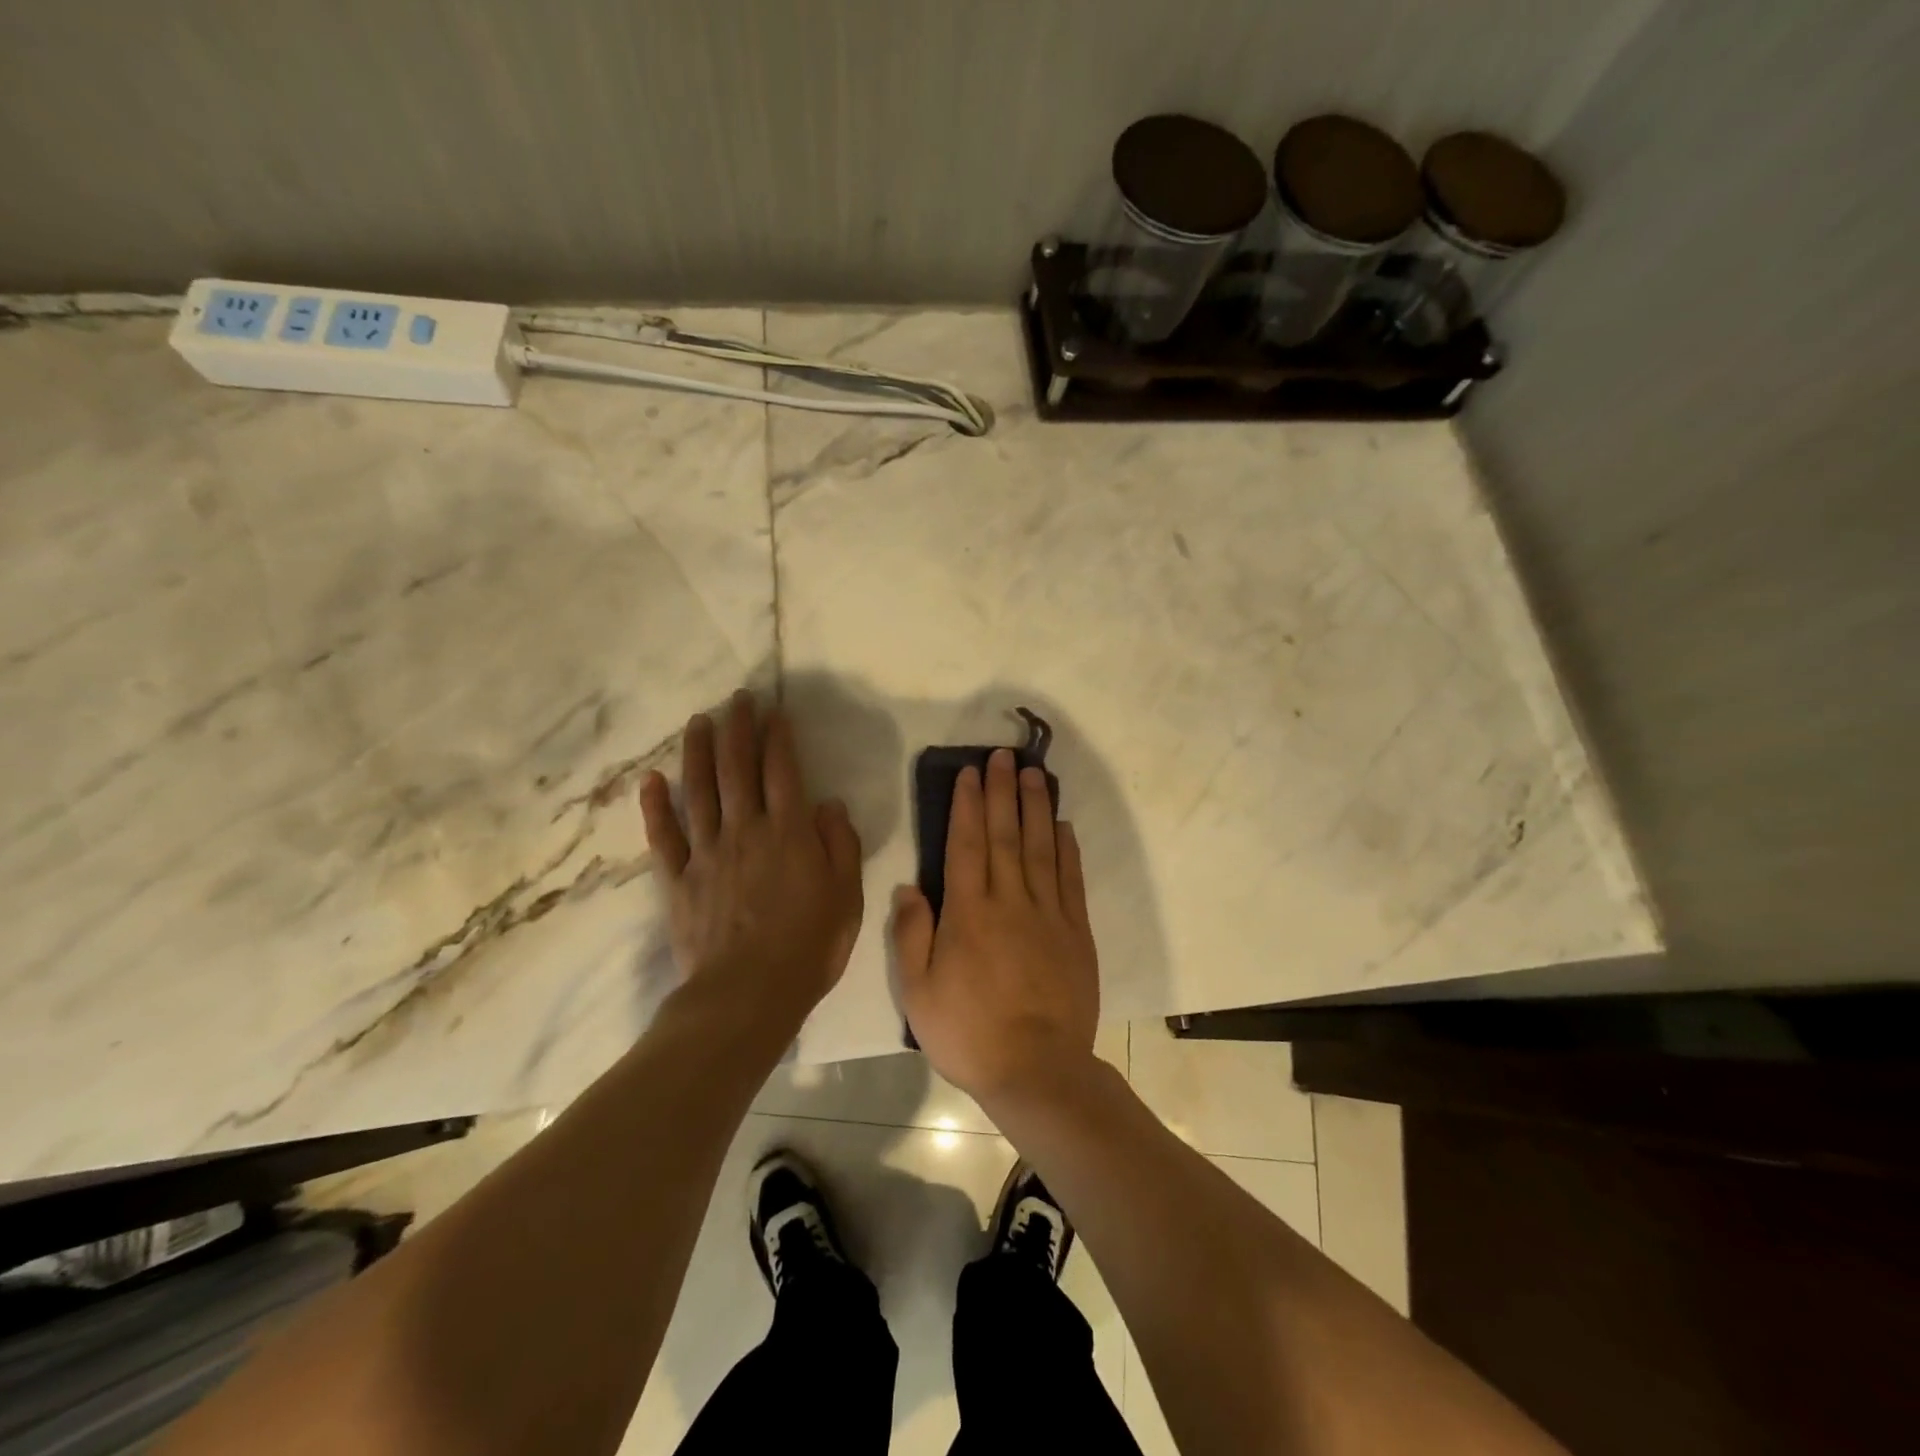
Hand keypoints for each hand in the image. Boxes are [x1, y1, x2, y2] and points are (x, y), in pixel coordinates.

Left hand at [639, 692, 862, 1024]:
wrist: (748, 994)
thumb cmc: (809, 947)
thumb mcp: (847, 896)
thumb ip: (840, 845)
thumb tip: (827, 805)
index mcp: (789, 833)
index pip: (782, 771)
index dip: (777, 737)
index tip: (774, 710)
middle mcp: (745, 830)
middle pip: (738, 769)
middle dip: (737, 729)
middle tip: (736, 699)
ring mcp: (707, 853)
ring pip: (699, 791)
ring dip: (698, 752)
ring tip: (698, 722)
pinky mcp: (678, 880)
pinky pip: (663, 836)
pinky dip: (655, 806)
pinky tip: (651, 780)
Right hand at [892, 748, 1099, 1103]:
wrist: (1037, 1070)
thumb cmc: (969, 1033)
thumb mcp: (918, 992)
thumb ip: (912, 934)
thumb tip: (910, 886)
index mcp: (968, 913)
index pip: (967, 844)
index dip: (968, 804)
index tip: (970, 773)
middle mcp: (1010, 901)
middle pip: (1005, 835)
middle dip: (1002, 791)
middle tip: (1003, 756)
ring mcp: (1048, 914)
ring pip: (1041, 848)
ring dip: (1036, 807)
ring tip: (1034, 774)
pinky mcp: (1076, 932)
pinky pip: (1071, 880)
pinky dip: (1067, 849)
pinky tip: (1063, 825)